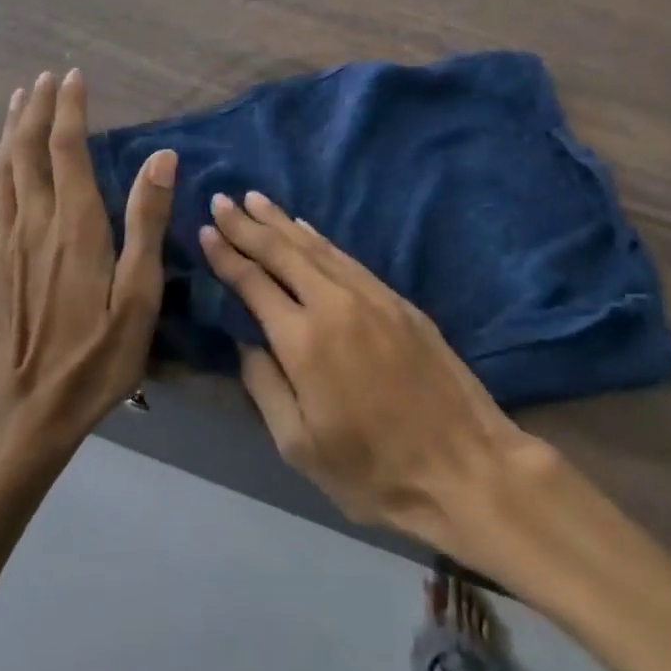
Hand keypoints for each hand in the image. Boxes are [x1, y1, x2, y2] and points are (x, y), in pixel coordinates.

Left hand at [0, 69, 175, 447]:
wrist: (31, 409)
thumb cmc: (99, 355)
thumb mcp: (139, 295)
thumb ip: (147, 222)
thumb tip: (161, 156)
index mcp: (76, 225)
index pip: (68, 149)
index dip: (70, 109)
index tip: (74, 76)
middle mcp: (36, 221)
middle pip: (30, 149)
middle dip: (38, 108)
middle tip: (46, 77)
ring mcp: (6, 241)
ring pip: (4, 168)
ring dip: (12, 128)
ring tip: (19, 97)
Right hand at [199, 192, 538, 557]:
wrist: (465, 467)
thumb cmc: (373, 471)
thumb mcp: (300, 446)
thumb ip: (265, 386)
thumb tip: (247, 341)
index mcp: (304, 340)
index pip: (254, 283)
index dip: (227, 254)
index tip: (206, 229)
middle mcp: (335, 304)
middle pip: (283, 252)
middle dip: (248, 224)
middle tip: (222, 198)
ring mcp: (372, 297)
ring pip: (317, 247)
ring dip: (282, 221)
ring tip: (256, 200)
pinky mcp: (399, 301)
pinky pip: (347, 258)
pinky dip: (320, 239)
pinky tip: (307, 228)